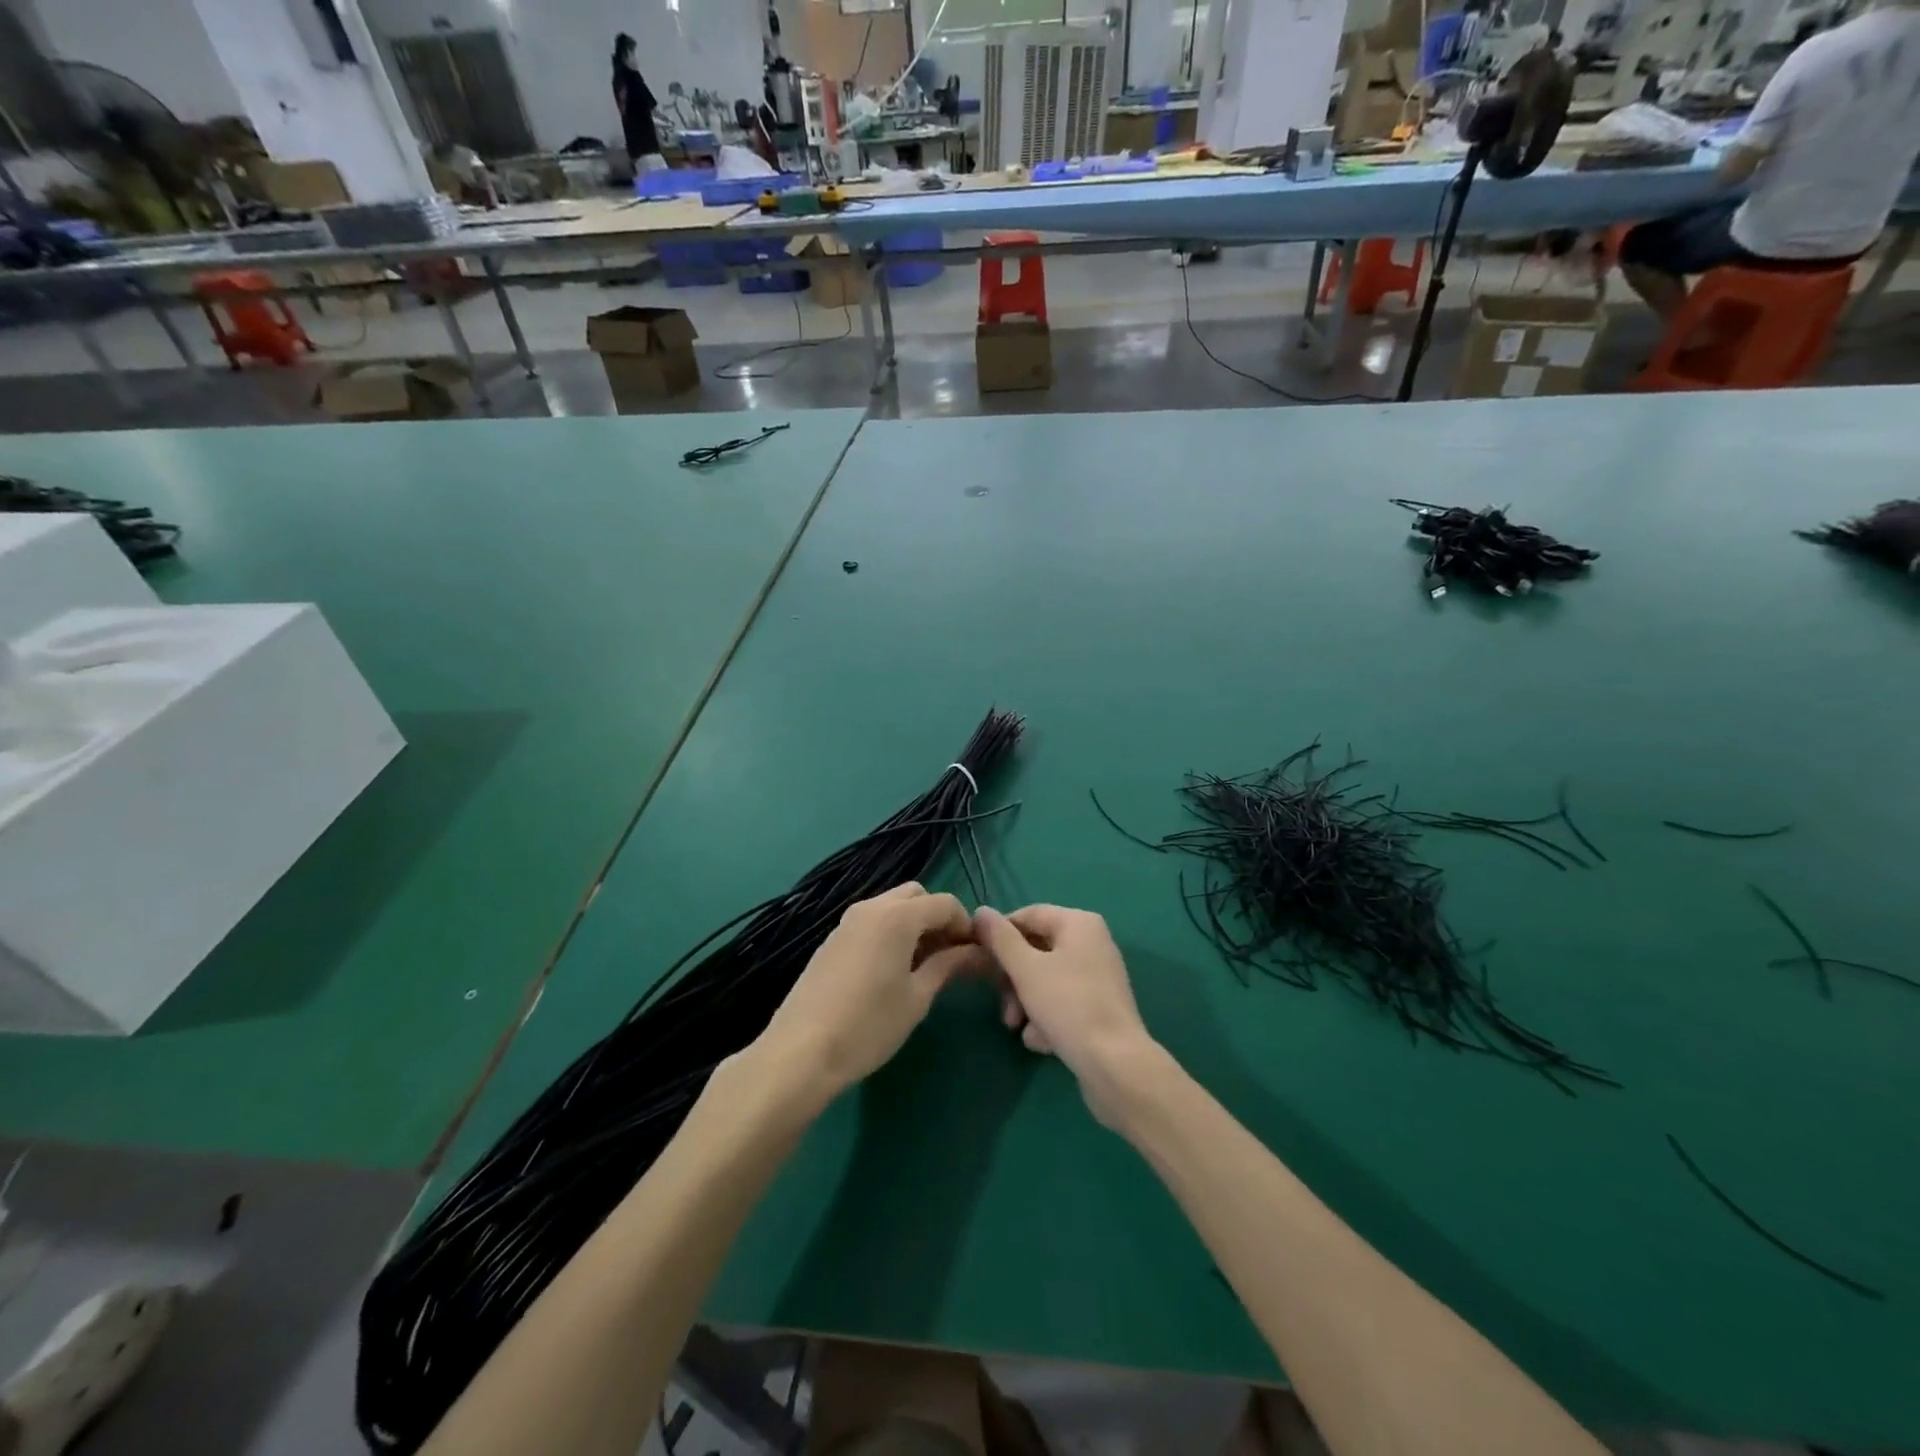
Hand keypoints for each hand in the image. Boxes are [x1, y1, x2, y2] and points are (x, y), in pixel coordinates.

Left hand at [754, 883, 982, 1104]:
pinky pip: (872, 922)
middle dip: (938, 919)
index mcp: (898, 916)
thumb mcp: (917, 997)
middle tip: (947, 958)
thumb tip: (978, 952)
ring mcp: (847, 921)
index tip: (974, 956)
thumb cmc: (869, 1026)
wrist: (801, 1052)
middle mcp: (872, 907)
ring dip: (913, 925)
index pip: (945, 903)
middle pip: (917, 896)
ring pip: (892, 907)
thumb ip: (949, 966)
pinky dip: (890, 933)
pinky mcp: (832, 939)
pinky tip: (890, 973)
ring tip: (921, 968)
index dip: (965, 926)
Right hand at [974, 905, 1160, 1126]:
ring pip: (1047, 979)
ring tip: (1018, 1028)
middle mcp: (1092, 942)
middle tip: (1002, 1004)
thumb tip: (981, 911)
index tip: (978, 959)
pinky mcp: (1100, 1007)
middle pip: (1037, 949)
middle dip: (1013, 979)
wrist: (1116, 1065)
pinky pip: (1063, 1001)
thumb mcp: (1025, 969)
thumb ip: (1000, 939)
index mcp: (1079, 923)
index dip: (999, 934)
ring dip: (1026, 1002)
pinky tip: (1041, 1041)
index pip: (1028, 915)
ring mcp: (1098, 976)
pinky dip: (1047, 1017)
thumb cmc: (1068, 1005)